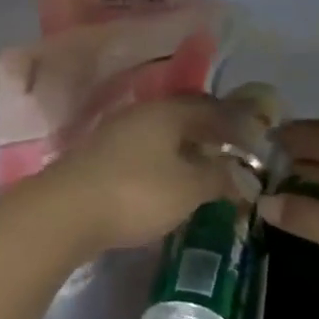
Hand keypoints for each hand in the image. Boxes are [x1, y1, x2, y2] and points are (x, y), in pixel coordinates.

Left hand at [38, 95, 249, 254]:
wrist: (64, 212)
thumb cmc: (136, 193)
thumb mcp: (189, 188)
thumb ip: (219, 177)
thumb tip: (242, 174)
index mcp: (167, 111)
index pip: (211, 107)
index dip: (236, 122)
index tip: (253, 140)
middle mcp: (141, 113)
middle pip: (184, 117)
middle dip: (210, 134)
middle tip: (231, 155)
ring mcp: (115, 134)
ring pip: (161, 134)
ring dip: (184, 148)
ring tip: (203, 170)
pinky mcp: (98, 157)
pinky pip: (142, 151)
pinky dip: (162, 162)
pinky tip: (168, 181)